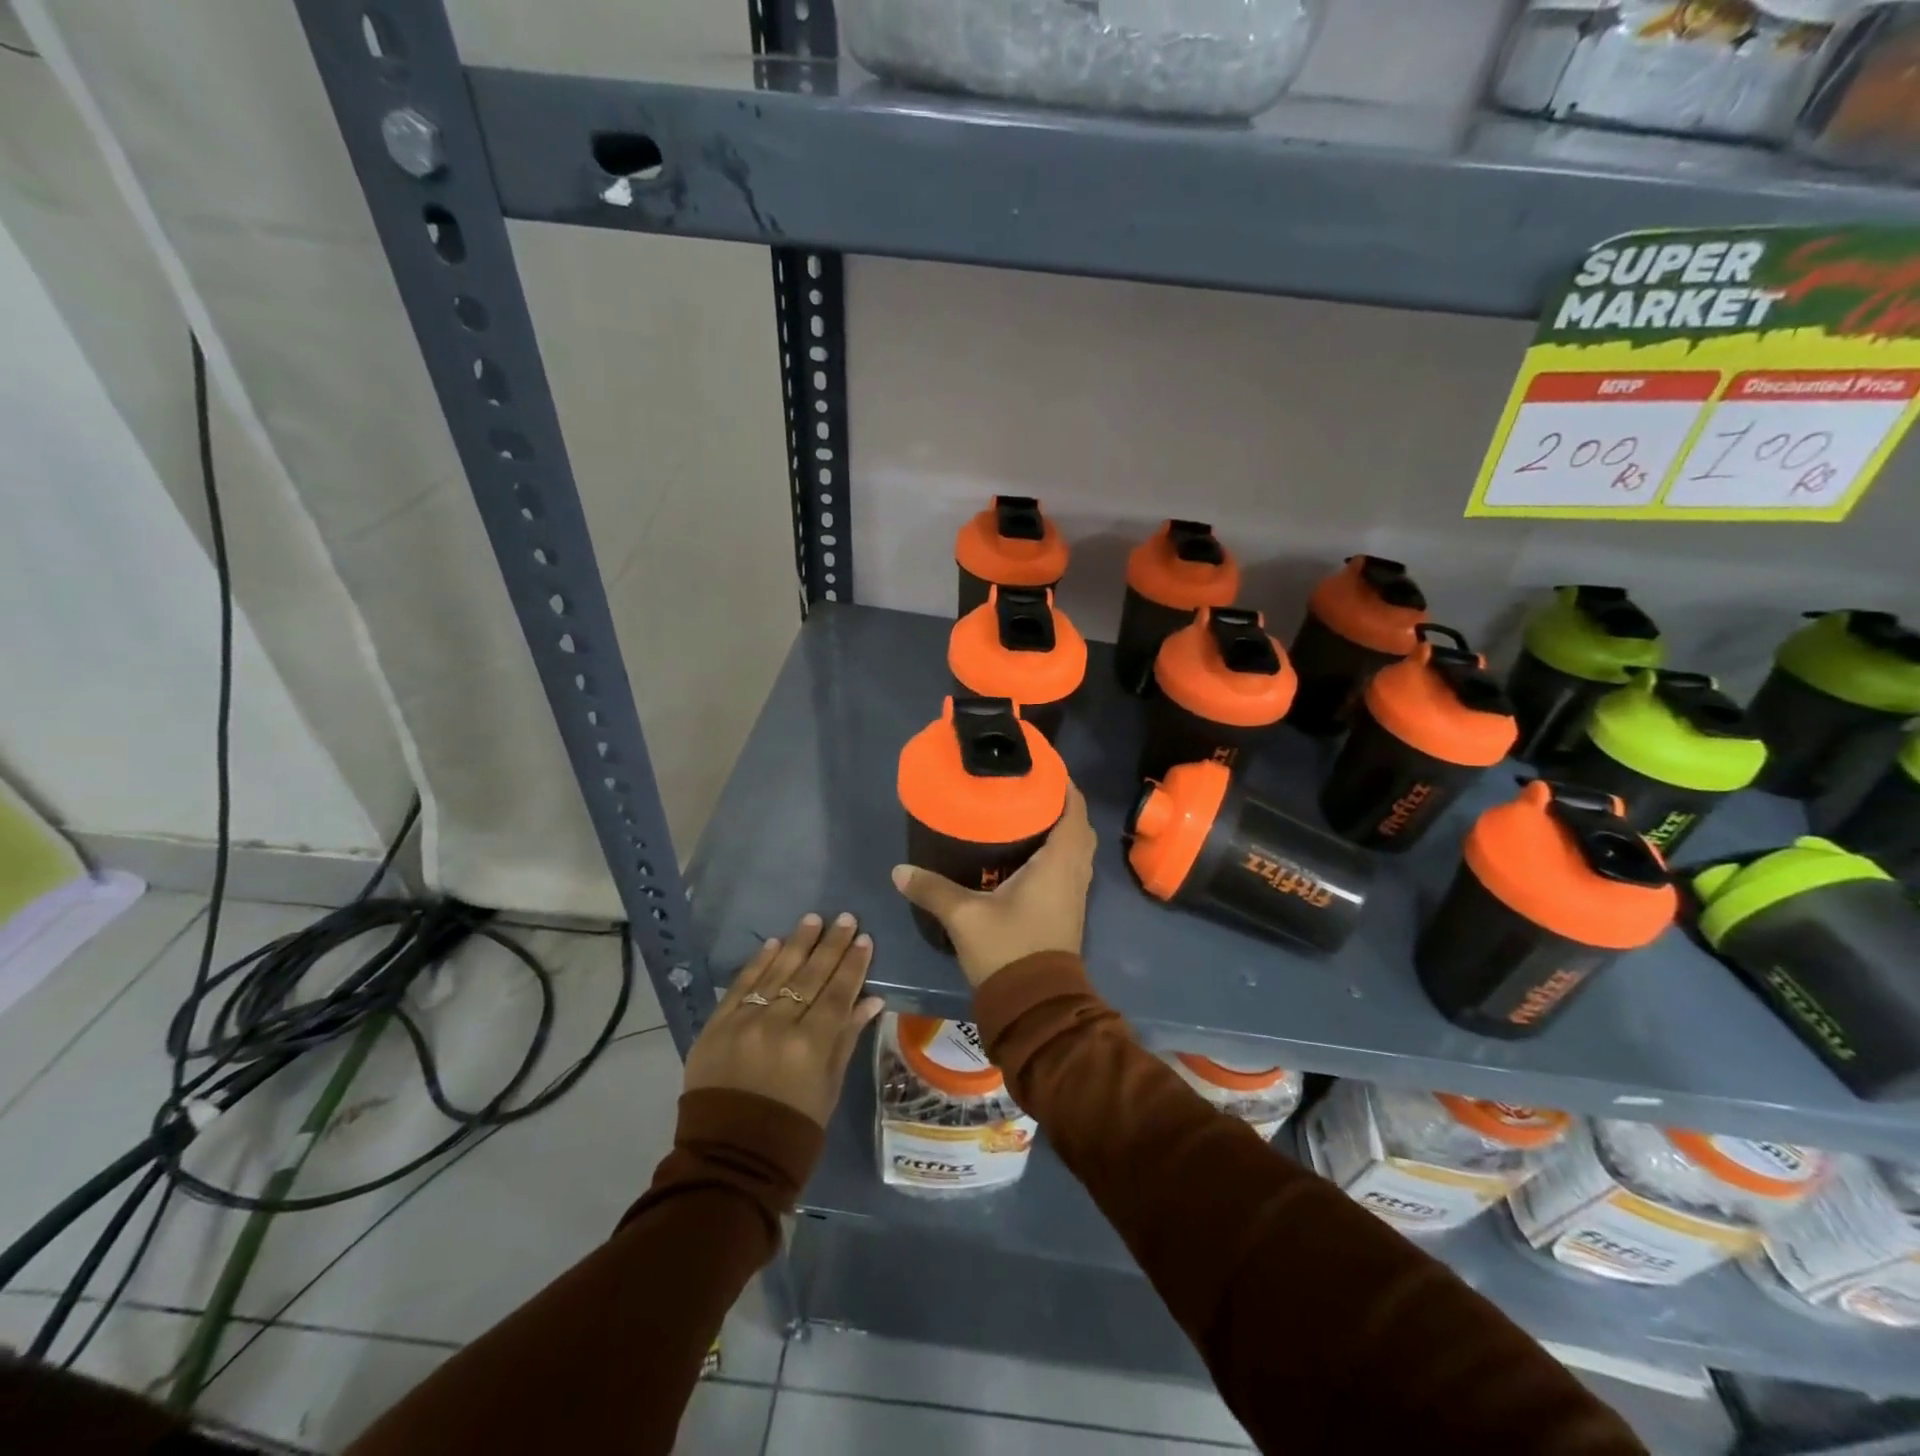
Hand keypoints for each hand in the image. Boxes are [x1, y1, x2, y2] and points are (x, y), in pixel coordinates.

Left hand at [684, 912, 884, 1127]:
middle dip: (830, 945)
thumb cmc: (792, 1130)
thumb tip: (871, 999)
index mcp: (811, 1046)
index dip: (853, 965)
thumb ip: (846, 1038)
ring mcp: (744, 1023)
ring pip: (776, 973)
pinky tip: (773, 942)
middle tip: (845, 918)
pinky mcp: (716, 1026)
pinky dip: (758, 962)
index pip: (838, 993)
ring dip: (797, 943)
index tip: (864, 938)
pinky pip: (741, 986)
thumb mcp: (829, 1088)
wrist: (729, 1160)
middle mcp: (778, 1026)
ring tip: (813, 919)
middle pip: (810, 976)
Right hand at [891, 784, 1095, 988]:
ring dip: (1060, 829)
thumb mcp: (964, 916)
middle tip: (1027, 790)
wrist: (1035, 1005)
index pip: (1074, 810)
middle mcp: (1074, 873)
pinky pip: (1069, 868)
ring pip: (1076, 849)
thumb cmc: (1008, 950)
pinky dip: (1057, 852)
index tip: (1042, 768)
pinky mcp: (1068, 910)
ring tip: (1025, 815)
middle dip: (1059, 805)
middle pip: (1078, 826)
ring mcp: (1075, 894)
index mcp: (1059, 863)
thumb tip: (899, 870)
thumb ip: (932, 889)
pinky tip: (1027, 854)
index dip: (1064, 785)